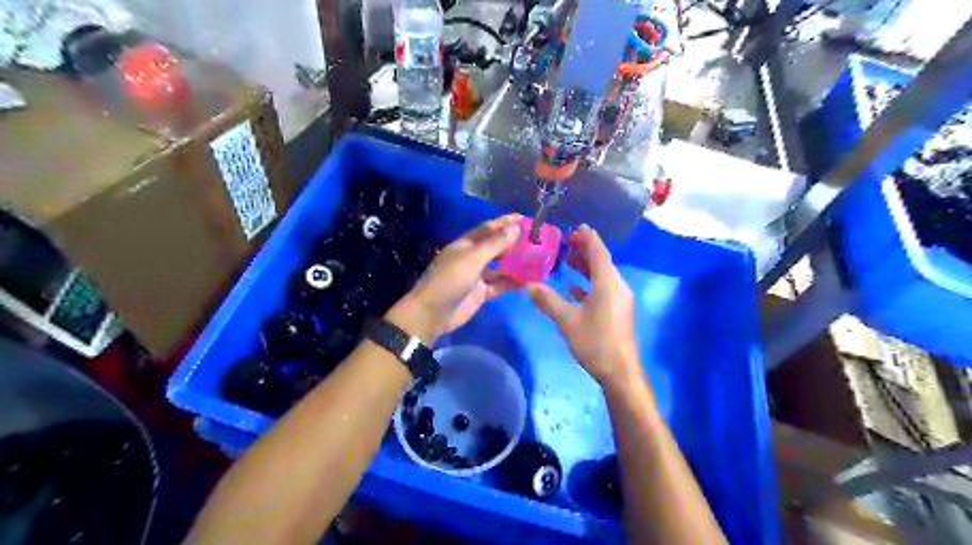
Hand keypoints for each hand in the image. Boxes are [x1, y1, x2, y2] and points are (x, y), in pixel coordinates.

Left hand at [391, 215, 524, 342]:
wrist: (432, 313)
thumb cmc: (450, 280)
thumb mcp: (472, 258)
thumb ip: (495, 244)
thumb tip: (515, 227)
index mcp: (465, 244)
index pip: (487, 229)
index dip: (504, 223)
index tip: (524, 218)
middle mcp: (471, 258)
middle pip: (495, 247)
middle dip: (513, 242)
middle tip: (536, 239)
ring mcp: (477, 276)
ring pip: (500, 267)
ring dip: (516, 263)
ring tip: (537, 259)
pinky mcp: (481, 293)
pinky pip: (500, 285)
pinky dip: (513, 282)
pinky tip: (529, 280)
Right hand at [528, 224, 642, 387]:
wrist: (620, 372)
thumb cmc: (595, 342)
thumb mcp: (566, 320)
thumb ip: (547, 300)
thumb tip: (527, 284)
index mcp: (607, 283)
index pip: (598, 251)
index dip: (587, 238)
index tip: (574, 228)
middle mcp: (617, 286)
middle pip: (602, 261)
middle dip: (585, 250)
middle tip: (566, 242)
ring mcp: (620, 299)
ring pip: (603, 276)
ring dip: (586, 267)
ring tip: (567, 260)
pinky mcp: (618, 311)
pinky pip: (604, 289)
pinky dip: (589, 284)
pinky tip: (574, 288)